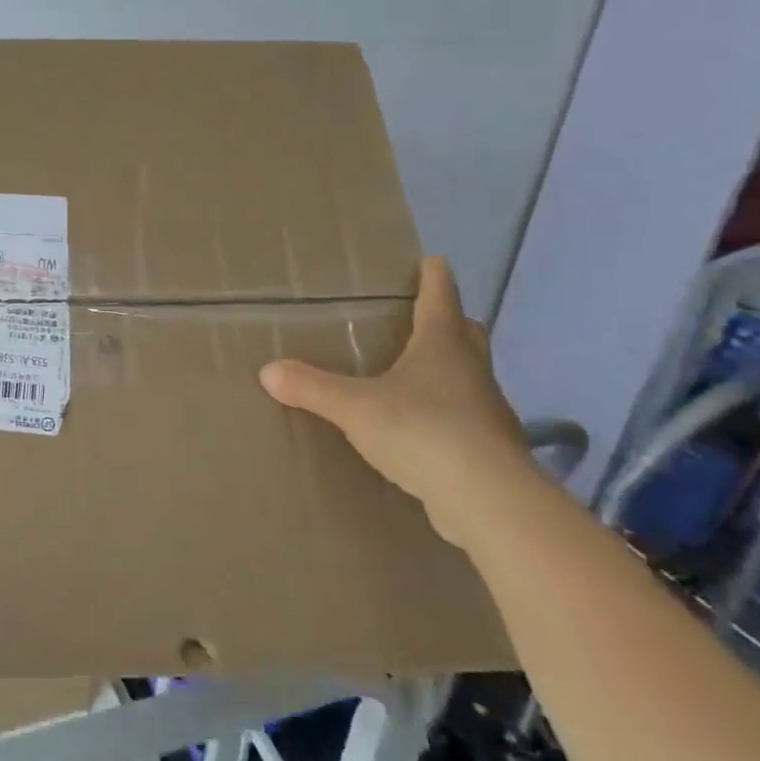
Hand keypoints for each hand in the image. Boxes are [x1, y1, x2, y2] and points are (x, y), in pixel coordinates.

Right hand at [259, 257, 535, 551]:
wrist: (487, 500)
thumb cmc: (423, 431)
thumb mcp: (355, 407)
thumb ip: (312, 387)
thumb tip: (268, 371)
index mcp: (443, 347)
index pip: (441, 298)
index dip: (434, 277)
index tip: (431, 260)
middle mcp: (471, 371)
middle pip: (466, 333)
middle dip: (449, 321)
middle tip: (424, 316)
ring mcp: (487, 411)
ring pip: (470, 376)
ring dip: (451, 368)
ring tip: (417, 374)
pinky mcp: (490, 448)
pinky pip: (467, 417)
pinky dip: (449, 412)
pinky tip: (425, 428)